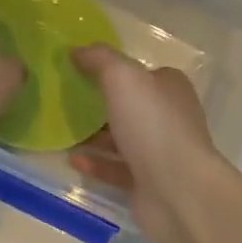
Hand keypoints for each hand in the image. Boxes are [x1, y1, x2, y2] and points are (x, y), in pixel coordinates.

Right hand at [68, 45, 230, 242]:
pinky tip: (72, 159)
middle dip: (100, 105)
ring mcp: (161, 153)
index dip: (114, 70)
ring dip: (94, 136)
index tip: (80, 70)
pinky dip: (96, 163)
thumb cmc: (153, 124)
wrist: (178, 192)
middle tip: (65, 101)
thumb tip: (77, 50)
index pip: (142, 73)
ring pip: (122, 139)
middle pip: (131, 106)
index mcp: (170, 88)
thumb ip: (99, 59)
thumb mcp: (123, 77)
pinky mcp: (149, 183)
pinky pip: (117, 169)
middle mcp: (169, 117)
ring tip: (62, 131)